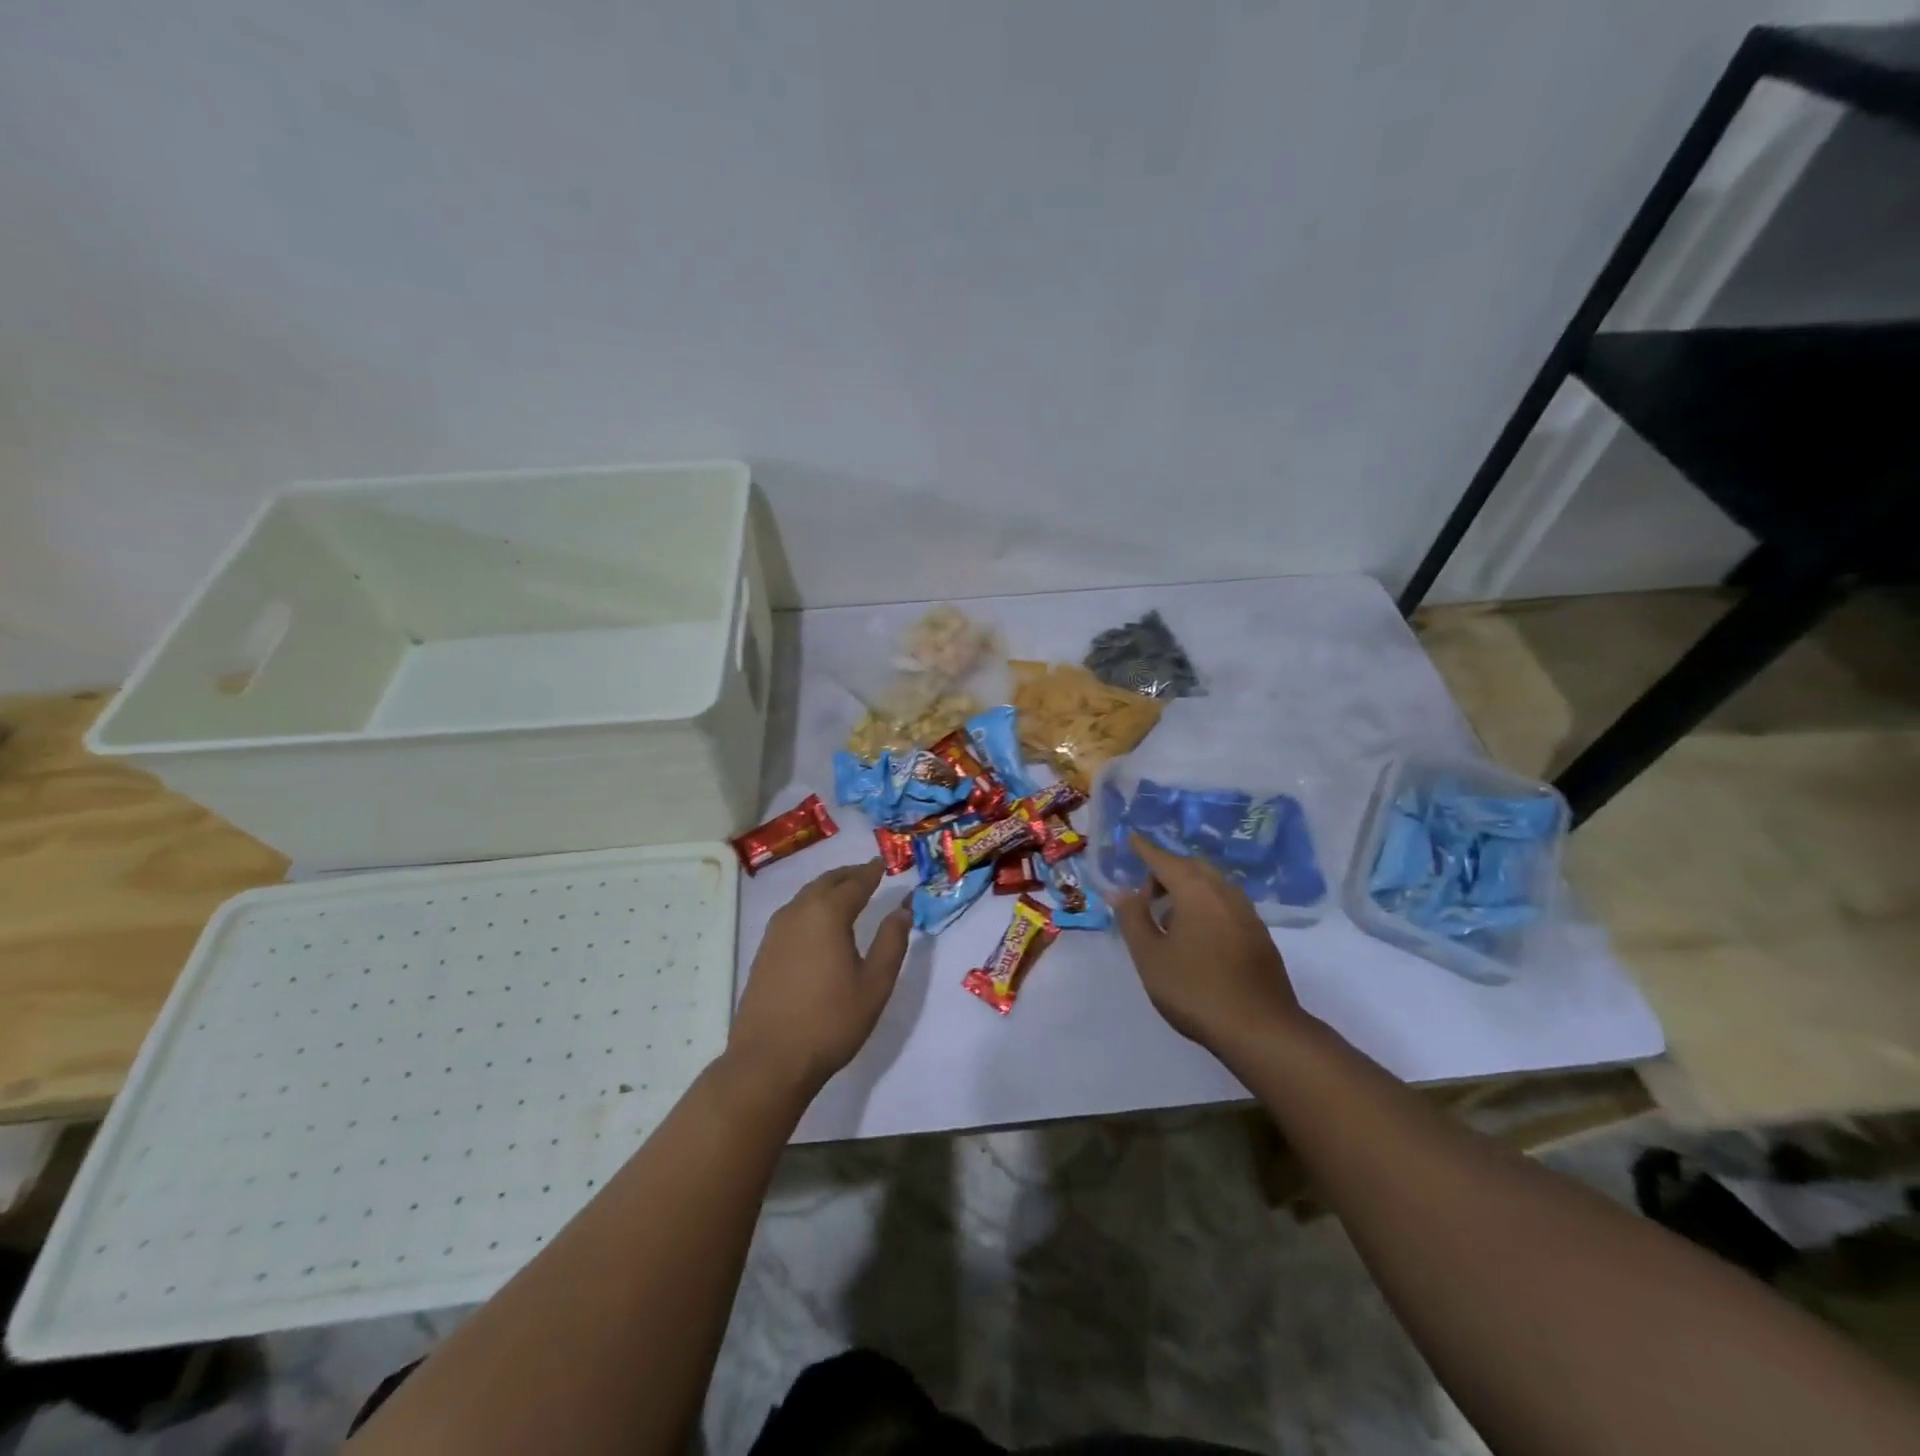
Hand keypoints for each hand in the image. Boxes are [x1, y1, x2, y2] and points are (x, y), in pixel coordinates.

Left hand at [728, 859, 911, 1097]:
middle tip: (868, 873)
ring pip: (806, 896)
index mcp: (827, 914)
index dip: (871, 872)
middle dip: (848, 875)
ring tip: (846, 893)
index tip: (884, 864)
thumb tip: (903, 909)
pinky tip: (819, 922)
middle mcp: (798, 913)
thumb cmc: (830, 1021)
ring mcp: (776, 931)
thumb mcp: (874, 984)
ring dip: (828, 888)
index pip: (854, 883)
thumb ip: (891, 942)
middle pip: (826, 882)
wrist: (770, 1060)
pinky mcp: (764, 951)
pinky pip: (793, 913)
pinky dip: (811, 905)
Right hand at [1112, 836, 1309, 1053]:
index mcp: (1196, 891)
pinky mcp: (1259, 934)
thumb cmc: (1195, 990)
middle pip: (1191, 867)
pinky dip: (1205, 905)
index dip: (1144, 849)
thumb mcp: (1150, 957)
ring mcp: (1247, 913)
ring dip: (1187, 889)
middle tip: (1145, 893)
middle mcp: (1224, 892)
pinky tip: (1196, 935)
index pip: (1164, 860)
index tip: (1130, 838)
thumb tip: (1122, 892)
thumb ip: (1133, 919)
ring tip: (1167, 917)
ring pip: (1212, 885)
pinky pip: (1225, 903)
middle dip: (1166, 871)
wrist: (1261, 1029)